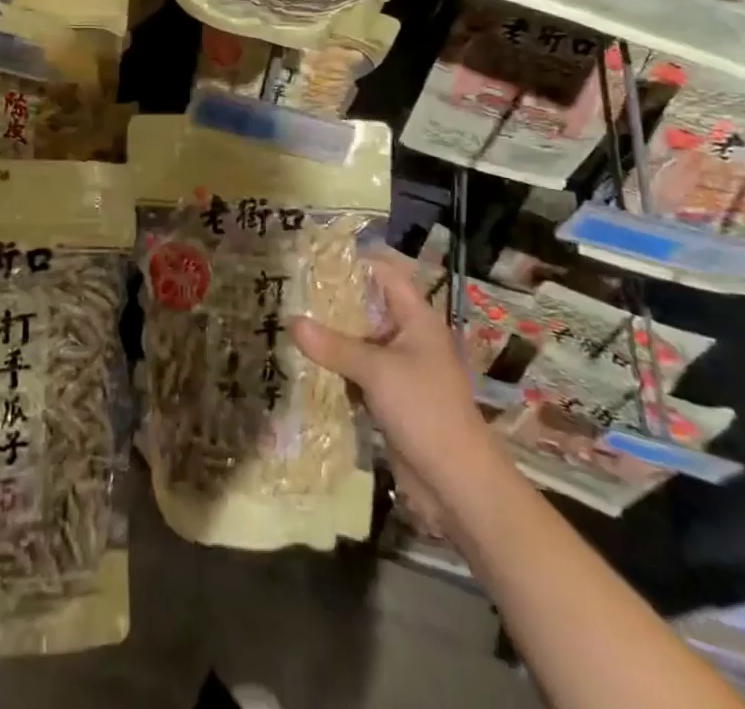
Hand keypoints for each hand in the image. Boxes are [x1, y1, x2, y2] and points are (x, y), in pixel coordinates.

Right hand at [291, 253, 496, 507]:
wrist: (458, 483)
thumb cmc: (425, 410)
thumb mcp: (377, 371)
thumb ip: (334, 346)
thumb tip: (291, 321)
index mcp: (416, 318)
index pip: (384, 274)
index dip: (353, 263)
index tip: (314, 259)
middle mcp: (407, 337)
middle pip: (366, 308)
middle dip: (332, 302)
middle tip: (289, 291)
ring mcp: (398, 369)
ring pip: (358, 342)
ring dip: (330, 338)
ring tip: (286, 323)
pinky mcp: (389, 398)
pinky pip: (356, 373)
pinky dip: (334, 369)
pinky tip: (302, 364)